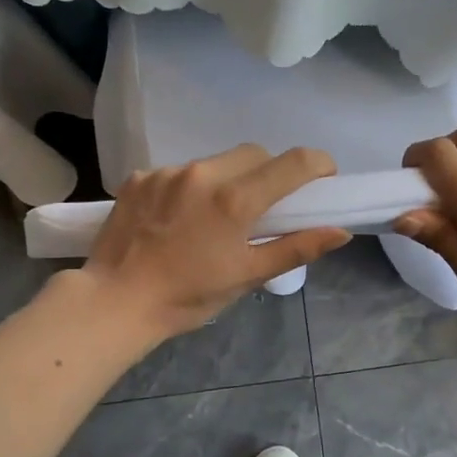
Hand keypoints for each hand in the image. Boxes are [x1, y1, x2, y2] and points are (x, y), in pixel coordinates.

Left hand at [81, 144, 350, 341]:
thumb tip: (340, 231)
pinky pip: (180, 171)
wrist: (115, 302)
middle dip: (271, 172)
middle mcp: (203, 174)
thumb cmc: (188, 296)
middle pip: (255, 154)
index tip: (323, 180)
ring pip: (216, 161)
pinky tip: (180, 217)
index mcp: (235, 200)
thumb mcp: (247, 275)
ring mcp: (167, 172)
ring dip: (229, 178)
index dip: (318, 165)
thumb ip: (296, 248)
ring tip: (217, 215)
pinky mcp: (140, 177)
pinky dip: (191, 187)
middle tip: (268, 205)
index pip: (293, 162)